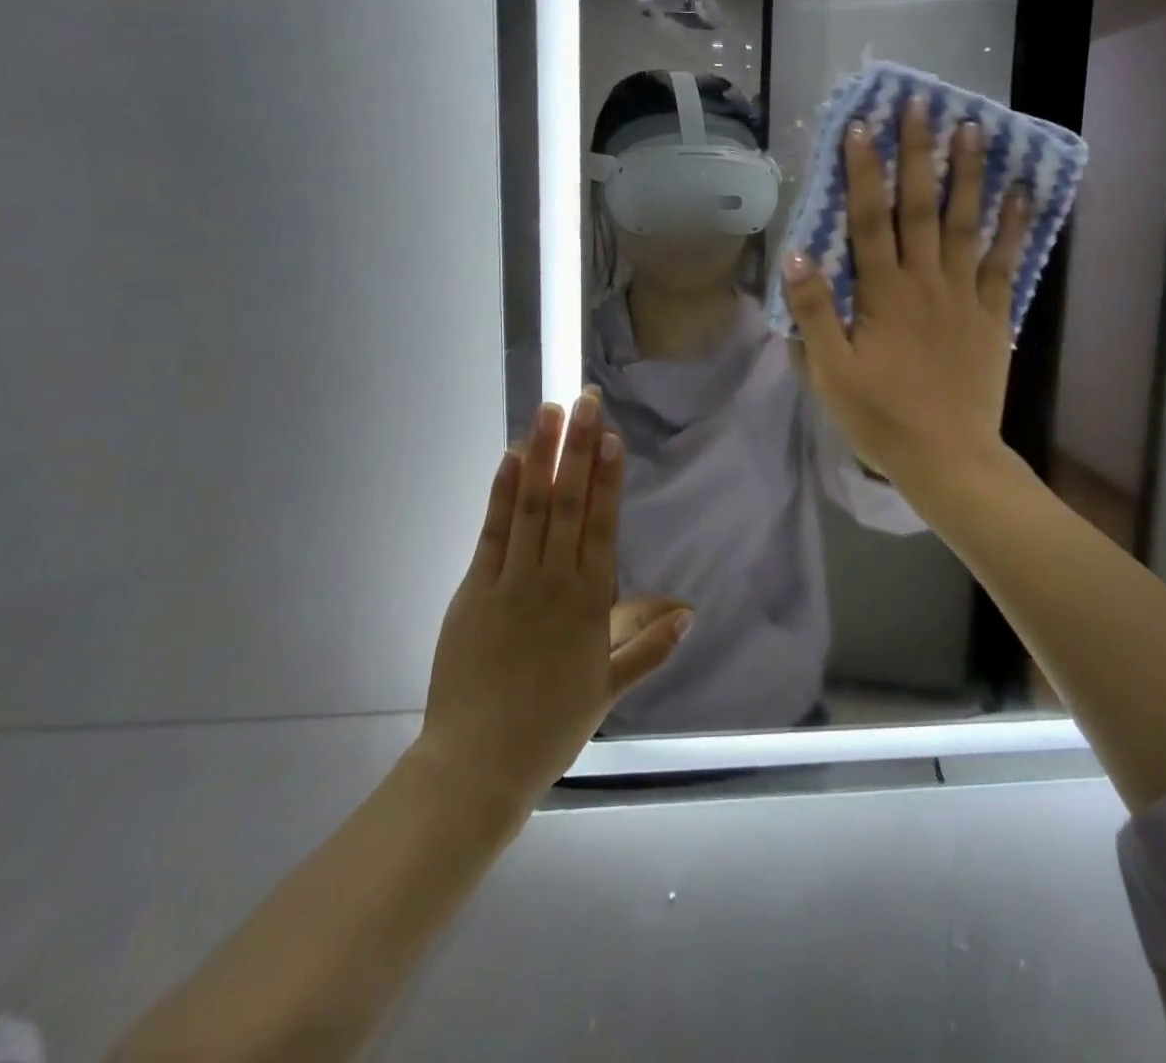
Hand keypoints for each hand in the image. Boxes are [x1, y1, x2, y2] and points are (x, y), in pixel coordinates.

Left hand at [411, 393, 692, 809]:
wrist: (479, 764)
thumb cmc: (550, 726)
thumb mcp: (609, 690)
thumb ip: (649, 647)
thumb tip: (690, 612)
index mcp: (590, 602)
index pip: (603, 526)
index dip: (607, 478)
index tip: (611, 437)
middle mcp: (554, 581)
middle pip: (569, 503)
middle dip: (578, 449)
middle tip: (585, 401)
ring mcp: (512, 582)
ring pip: (531, 507)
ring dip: (541, 456)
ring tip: (549, 412)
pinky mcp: (475, 590)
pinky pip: (492, 533)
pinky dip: (501, 493)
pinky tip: (509, 459)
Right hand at [780, 97, 1028, 485]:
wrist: (947, 457)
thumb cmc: (880, 417)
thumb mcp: (830, 372)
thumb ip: (814, 312)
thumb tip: (795, 254)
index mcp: (882, 294)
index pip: (868, 220)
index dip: (863, 172)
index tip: (861, 126)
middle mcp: (925, 282)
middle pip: (920, 207)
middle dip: (918, 153)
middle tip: (921, 104)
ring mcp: (965, 296)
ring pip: (966, 223)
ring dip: (969, 174)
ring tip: (974, 128)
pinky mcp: (993, 316)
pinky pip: (1005, 262)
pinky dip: (1015, 226)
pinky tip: (1022, 192)